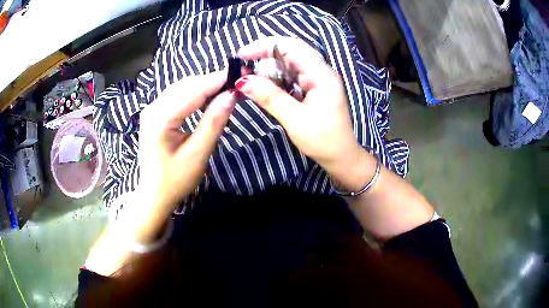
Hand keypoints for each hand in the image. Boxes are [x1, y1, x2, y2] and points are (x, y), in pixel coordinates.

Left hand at [138, 71, 235, 213]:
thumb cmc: (175, 180)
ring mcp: (152, 110)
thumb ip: (214, 122)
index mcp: (160, 117)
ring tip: (226, 89)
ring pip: (182, 88)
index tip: (241, 73)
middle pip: (186, 85)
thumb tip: (232, 95)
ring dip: (204, 86)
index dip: (218, 79)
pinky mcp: (155, 114)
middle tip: (237, 83)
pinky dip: (195, 94)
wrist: (154, 195)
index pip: (193, 90)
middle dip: (212, 81)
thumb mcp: (198, 154)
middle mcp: (153, 107)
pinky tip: (208, 98)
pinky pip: (177, 96)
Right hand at [236, 37, 366, 187]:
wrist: (341, 157)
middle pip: (289, 52)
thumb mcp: (295, 119)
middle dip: (263, 56)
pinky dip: (273, 80)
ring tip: (246, 78)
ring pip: (287, 65)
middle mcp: (320, 71)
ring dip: (266, 69)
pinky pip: (289, 77)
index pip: (291, 47)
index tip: (242, 55)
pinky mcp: (311, 89)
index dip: (264, 46)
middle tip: (241, 67)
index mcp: (321, 74)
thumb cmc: (323, 140)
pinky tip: (260, 86)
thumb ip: (269, 97)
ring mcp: (316, 80)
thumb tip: (242, 81)